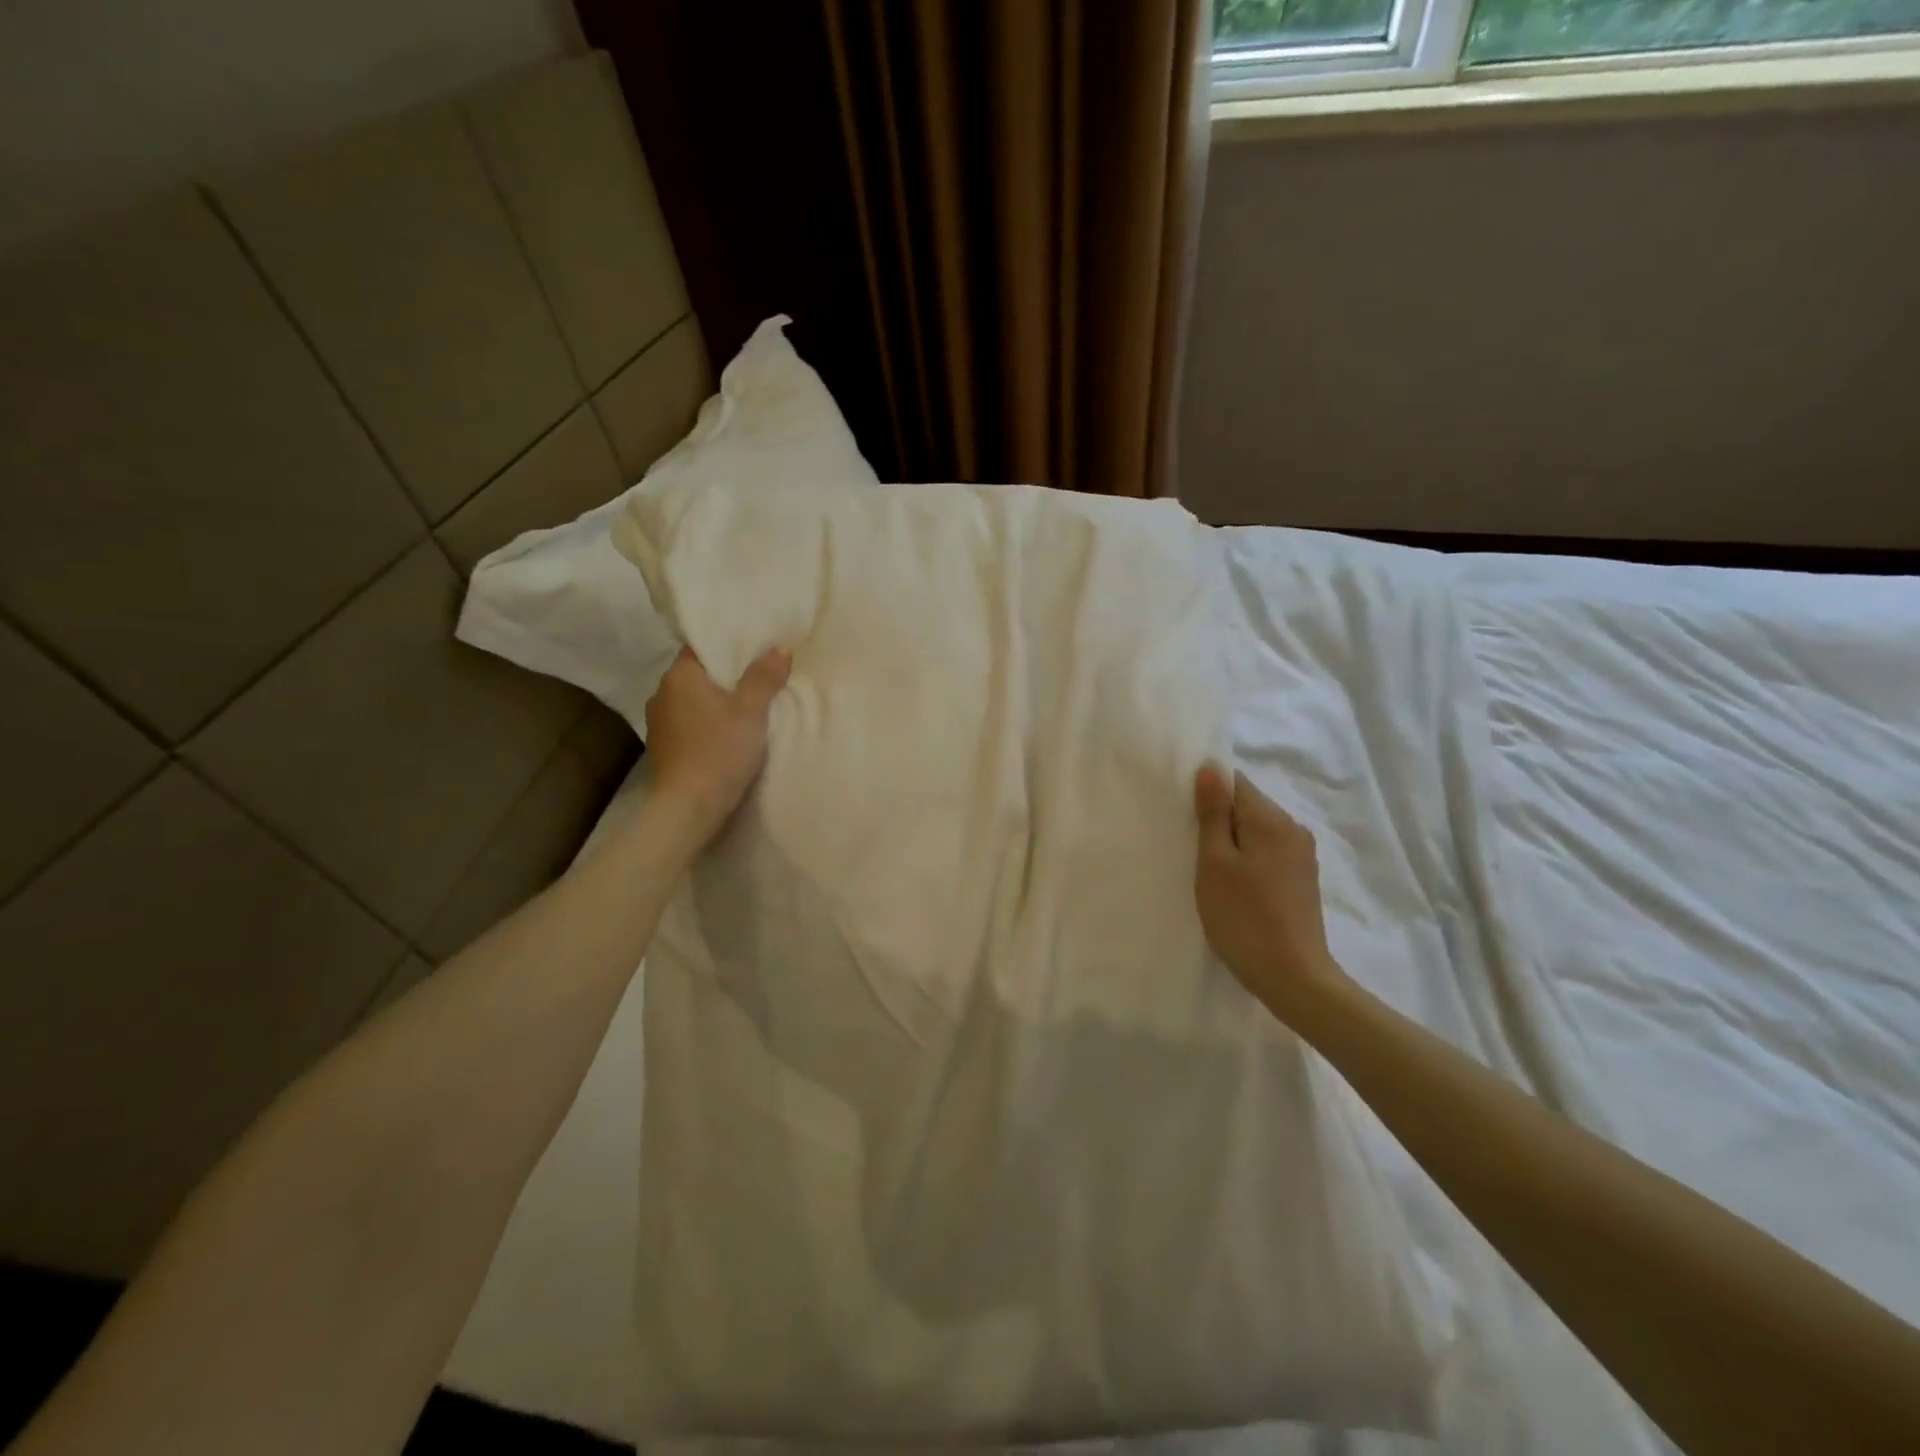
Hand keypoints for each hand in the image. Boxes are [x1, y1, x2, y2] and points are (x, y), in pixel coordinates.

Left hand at [644, 645, 790, 838]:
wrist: (688, 809)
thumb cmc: (719, 751)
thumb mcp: (751, 711)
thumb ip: (764, 678)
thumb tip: (778, 649)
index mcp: (679, 677)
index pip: (701, 647)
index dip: (727, 646)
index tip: (754, 650)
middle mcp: (662, 695)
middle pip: (698, 676)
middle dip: (726, 677)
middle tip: (759, 678)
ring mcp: (659, 725)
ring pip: (694, 703)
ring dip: (716, 705)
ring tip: (747, 709)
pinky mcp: (664, 751)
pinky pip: (690, 727)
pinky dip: (708, 726)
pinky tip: (728, 736)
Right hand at [1194, 764, 1346, 1026]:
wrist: (1293, 977)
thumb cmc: (1243, 917)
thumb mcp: (1215, 863)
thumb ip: (1212, 813)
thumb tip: (1211, 768)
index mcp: (1271, 819)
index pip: (1235, 782)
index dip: (1207, 793)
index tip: (1185, 819)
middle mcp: (1293, 828)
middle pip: (1247, 806)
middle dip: (1218, 819)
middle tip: (1190, 848)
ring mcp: (1301, 856)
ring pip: (1256, 831)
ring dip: (1231, 842)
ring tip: (1208, 871)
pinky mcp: (1302, 880)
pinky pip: (1267, 853)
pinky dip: (1247, 860)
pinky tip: (1232, 887)